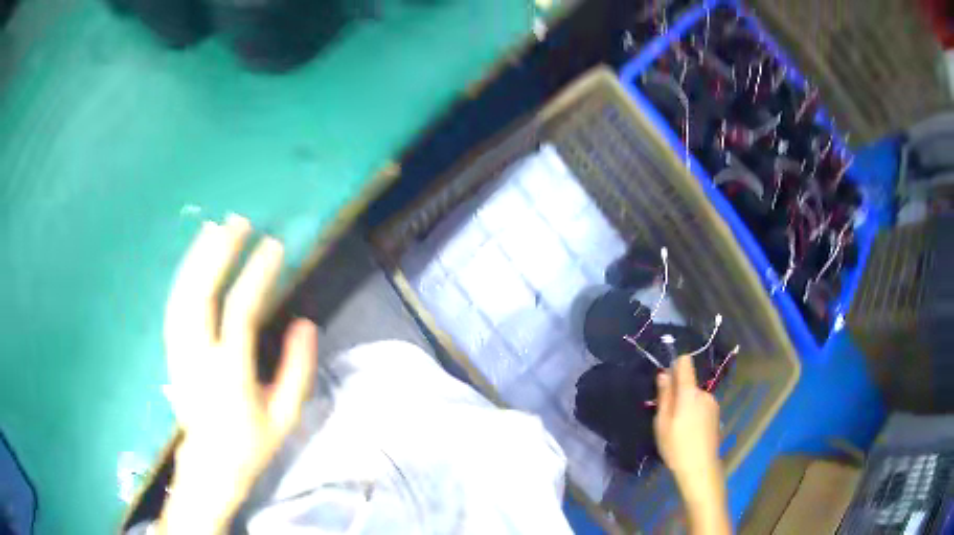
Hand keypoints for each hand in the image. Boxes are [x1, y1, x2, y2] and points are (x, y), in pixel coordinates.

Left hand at [159, 215, 317, 533]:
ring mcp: (180, 352)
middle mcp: (198, 357)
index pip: (240, 312)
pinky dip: (184, 276)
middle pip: (201, 294)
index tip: (274, 246)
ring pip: (182, 295)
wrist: (209, 465)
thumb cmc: (250, 443)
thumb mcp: (285, 416)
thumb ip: (298, 370)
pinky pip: (174, 306)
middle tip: (238, 223)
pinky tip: (194, 260)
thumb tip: (305, 322)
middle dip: (219, 254)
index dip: (257, 275)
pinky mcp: (171, 352)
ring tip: (215, 229)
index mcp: (230, 374)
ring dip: (197, 258)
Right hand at [654, 355, 729, 534]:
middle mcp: (704, 393)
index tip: (666, 381)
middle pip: (689, 383)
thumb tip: (664, 374)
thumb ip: (664, 396)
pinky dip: (694, 413)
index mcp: (689, 393)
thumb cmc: (676, 446)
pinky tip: (689, 433)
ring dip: (686, 405)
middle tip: (667, 417)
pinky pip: (701, 406)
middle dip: (677, 393)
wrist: (701, 467)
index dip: (675, 366)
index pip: (685, 363)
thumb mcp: (662, 423)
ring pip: (695, 396)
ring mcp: (713, 404)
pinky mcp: (716, 415)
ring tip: (678, 429)